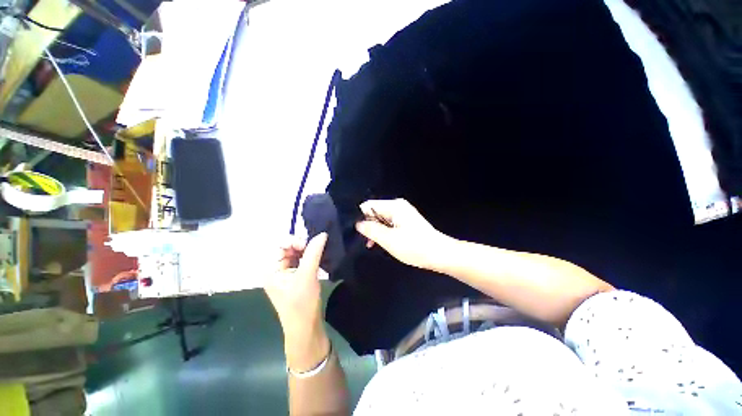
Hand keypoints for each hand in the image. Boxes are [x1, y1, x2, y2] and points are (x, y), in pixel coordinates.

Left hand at [265, 233, 327, 340]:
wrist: (306, 328)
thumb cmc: (302, 303)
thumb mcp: (307, 275)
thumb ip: (314, 252)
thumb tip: (322, 234)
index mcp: (270, 269)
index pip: (278, 245)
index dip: (293, 240)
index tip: (307, 245)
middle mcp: (275, 269)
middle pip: (287, 248)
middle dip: (301, 245)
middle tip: (315, 247)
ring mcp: (285, 273)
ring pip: (295, 253)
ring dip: (307, 250)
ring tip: (318, 251)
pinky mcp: (295, 277)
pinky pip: (301, 261)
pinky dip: (309, 257)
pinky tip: (318, 257)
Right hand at [355, 198, 448, 269]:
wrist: (439, 254)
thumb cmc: (414, 246)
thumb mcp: (389, 239)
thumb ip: (371, 230)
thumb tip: (358, 223)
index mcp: (394, 206)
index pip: (369, 205)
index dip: (361, 218)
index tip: (358, 232)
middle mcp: (398, 206)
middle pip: (375, 212)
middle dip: (368, 225)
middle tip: (366, 241)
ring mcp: (403, 214)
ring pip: (381, 219)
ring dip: (376, 231)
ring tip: (373, 245)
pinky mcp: (406, 222)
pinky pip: (389, 224)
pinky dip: (384, 232)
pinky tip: (383, 243)